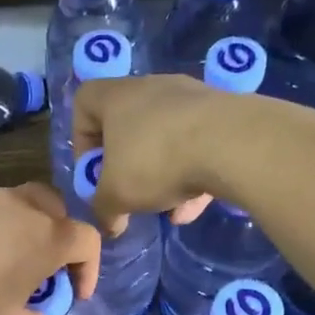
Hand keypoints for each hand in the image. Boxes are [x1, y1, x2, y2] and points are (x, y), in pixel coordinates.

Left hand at [0, 184, 102, 314]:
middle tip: (45, 272)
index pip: (86, 239)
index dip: (89, 269)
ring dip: (23, 232)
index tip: (74, 297)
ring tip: (7, 269)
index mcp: (44, 237)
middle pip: (54, 207)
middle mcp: (16, 209)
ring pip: (16, 205)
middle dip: (59, 237)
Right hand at [72, 75, 222, 234]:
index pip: (84, 102)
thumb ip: (104, 210)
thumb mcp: (117, 196)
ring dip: (163, 175)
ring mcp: (191, 98)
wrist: (232, 144)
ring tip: (169, 209)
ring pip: (166, 139)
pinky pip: (199, 145)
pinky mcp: (223, 113)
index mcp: (117, 97)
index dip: (82, 138)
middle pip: (129, 125)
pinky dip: (193, 173)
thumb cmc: (156, 160)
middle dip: (128, 164)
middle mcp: (152, 89)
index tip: (94, 169)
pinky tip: (195, 207)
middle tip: (131, 191)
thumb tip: (109, 225)